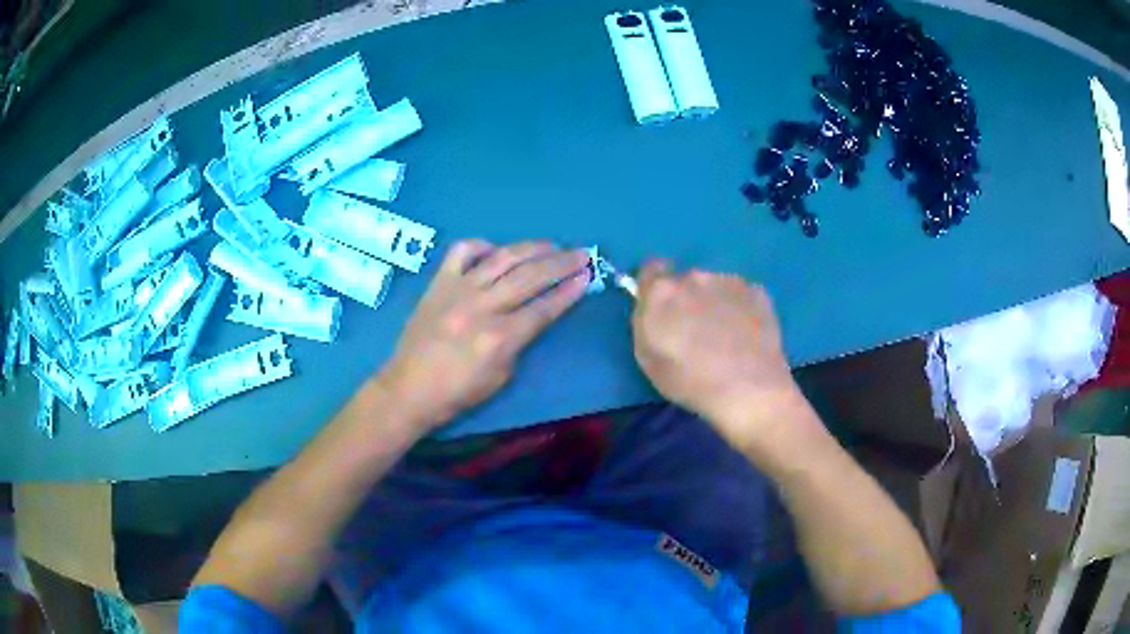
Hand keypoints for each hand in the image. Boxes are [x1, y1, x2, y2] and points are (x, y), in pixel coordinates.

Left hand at [378, 241, 590, 429]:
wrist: (408, 389)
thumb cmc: (457, 393)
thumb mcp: (500, 377)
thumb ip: (519, 342)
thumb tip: (533, 315)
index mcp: (499, 338)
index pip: (544, 308)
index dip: (569, 291)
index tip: (588, 276)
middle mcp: (481, 307)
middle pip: (530, 277)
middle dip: (561, 263)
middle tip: (582, 253)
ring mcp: (457, 290)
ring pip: (502, 258)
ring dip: (532, 248)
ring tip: (552, 245)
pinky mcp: (438, 283)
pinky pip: (462, 252)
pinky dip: (482, 245)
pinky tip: (496, 250)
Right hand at [631, 261, 803, 450]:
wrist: (748, 388)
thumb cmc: (689, 380)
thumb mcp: (647, 357)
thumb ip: (646, 322)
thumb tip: (654, 308)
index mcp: (661, 291)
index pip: (650, 269)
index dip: (655, 287)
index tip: (662, 308)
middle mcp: (694, 276)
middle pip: (685, 280)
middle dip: (688, 299)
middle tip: (696, 331)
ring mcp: (729, 281)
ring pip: (715, 286)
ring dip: (715, 303)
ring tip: (726, 337)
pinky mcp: (758, 292)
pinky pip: (741, 296)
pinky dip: (741, 309)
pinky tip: (746, 336)